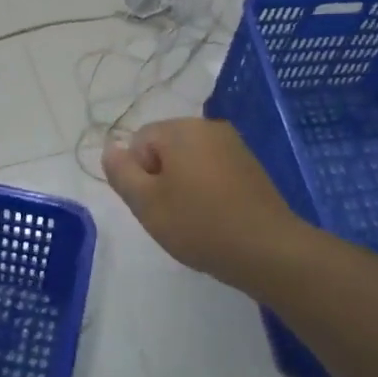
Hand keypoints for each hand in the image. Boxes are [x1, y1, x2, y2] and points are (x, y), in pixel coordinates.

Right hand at [101, 119, 300, 287]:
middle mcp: (209, 127)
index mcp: (182, 129)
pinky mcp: (251, 167)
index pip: (139, 141)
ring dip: (183, 186)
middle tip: (170, 214)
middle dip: (161, 178)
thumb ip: (121, 172)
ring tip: (193, 220)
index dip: (138, 174)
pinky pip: (214, 172)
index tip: (153, 203)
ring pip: (190, 161)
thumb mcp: (146, 203)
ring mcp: (234, 146)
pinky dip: (207, 191)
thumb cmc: (199, 224)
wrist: (267, 249)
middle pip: (165, 148)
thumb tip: (111, 148)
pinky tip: (214, 219)